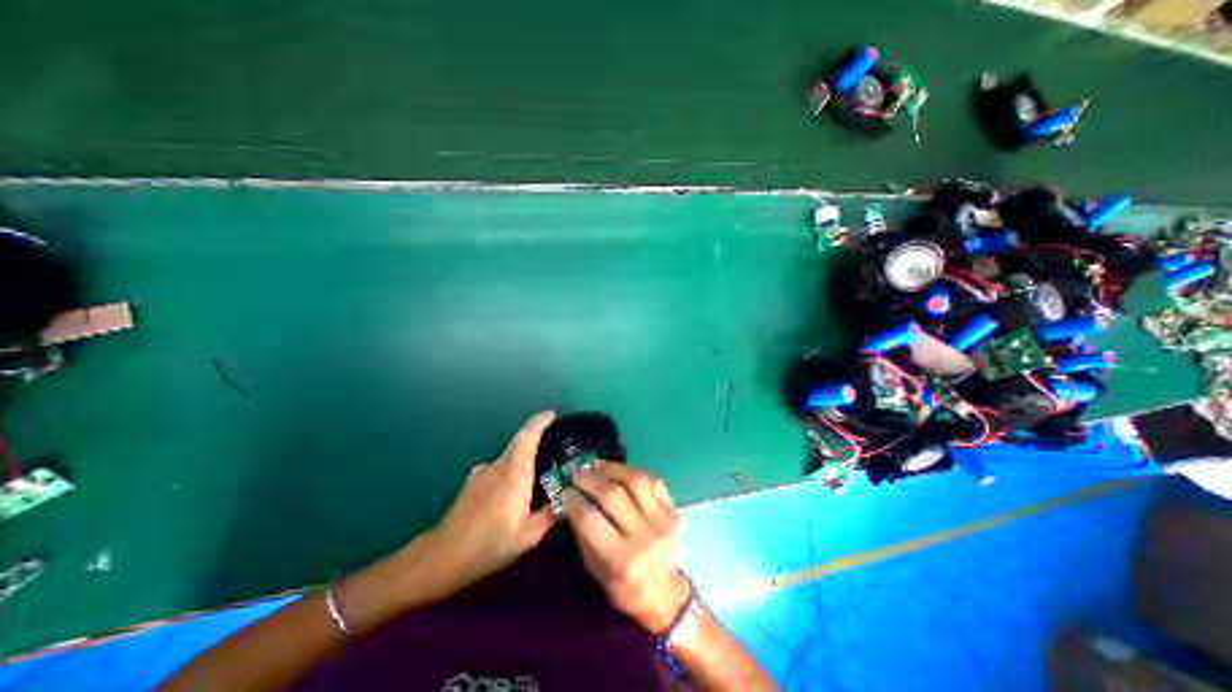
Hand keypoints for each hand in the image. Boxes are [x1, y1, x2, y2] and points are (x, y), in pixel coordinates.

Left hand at [404, 414, 560, 597]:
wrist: (442, 557)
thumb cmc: (489, 544)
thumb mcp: (528, 536)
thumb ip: (551, 515)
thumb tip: (570, 502)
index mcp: (513, 473)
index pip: (527, 437)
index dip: (539, 422)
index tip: (552, 414)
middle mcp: (497, 466)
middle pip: (519, 443)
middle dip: (536, 438)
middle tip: (554, 446)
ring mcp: (482, 473)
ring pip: (509, 457)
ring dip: (524, 459)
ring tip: (537, 476)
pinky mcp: (473, 482)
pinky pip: (499, 468)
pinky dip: (511, 472)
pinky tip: (514, 493)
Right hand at [561, 462, 689, 634]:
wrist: (664, 593)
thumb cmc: (623, 585)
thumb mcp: (595, 569)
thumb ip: (583, 533)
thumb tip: (570, 499)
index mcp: (621, 560)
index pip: (590, 520)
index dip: (574, 501)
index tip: (565, 491)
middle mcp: (644, 537)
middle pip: (612, 495)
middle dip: (590, 479)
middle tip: (577, 473)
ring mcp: (663, 521)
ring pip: (635, 480)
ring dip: (612, 468)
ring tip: (597, 465)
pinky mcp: (674, 510)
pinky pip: (653, 481)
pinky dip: (634, 472)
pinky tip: (620, 471)